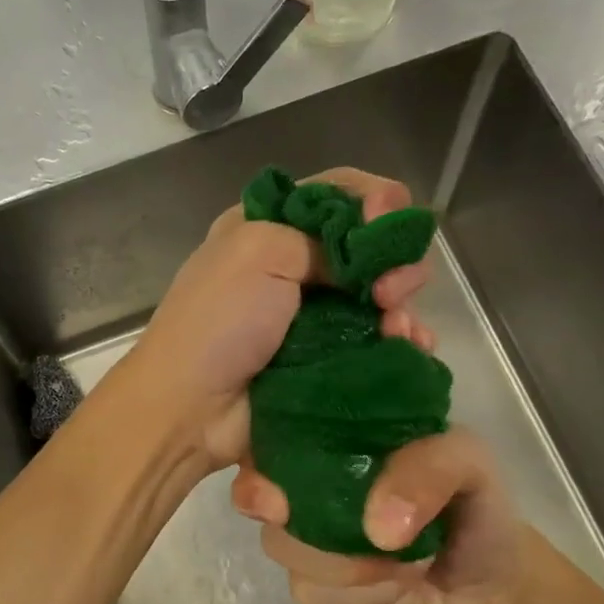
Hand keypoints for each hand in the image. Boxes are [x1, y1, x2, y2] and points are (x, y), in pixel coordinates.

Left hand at [124, 167, 435, 470]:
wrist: (191, 410)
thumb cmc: (218, 323)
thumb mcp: (259, 252)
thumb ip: (321, 237)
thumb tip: (366, 258)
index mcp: (271, 226)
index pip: (339, 193)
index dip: (375, 200)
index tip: (389, 221)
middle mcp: (296, 266)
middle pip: (370, 246)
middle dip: (394, 259)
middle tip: (388, 292)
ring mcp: (315, 317)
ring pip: (381, 296)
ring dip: (401, 306)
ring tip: (396, 328)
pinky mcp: (328, 361)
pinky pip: (379, 343)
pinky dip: (402, 342)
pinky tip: (411, 348)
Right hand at [231, 427, 525, 603]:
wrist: (490, 585)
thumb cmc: (474, 509)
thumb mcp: (470, 467)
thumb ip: (431, 470)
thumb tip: (377, 527)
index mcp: (332, 442)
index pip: (267, 447)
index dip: (258, 477)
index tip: (275, 502)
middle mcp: (305, 488)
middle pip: (268, 508)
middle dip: (323, 533)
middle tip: (385, 542)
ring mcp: (305, 541)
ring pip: (290, 555)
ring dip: (352, 569)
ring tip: (404, 566)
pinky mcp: (317, 591)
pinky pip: (315, 596)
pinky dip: (362, 600)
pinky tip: (394, 592)